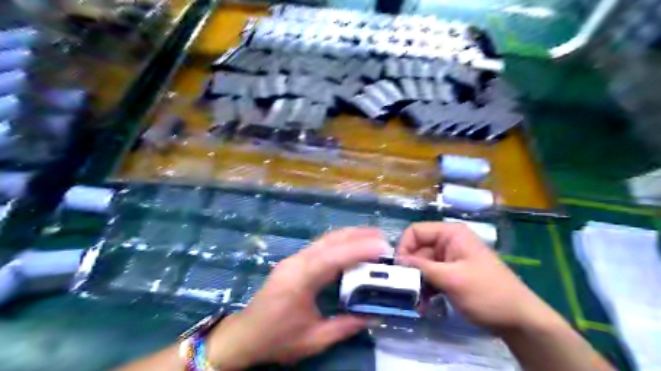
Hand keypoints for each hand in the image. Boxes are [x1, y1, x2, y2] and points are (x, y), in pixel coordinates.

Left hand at [207, 227, 387, 369]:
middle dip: (357, 235)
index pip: (333, 257)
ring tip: (372, 237)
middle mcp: (296, 262)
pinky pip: (320, 246)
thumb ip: (345, 327)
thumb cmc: (277, 338)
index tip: (381, 247)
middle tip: (382, 237)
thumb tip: (372, 316)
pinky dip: (339, 243)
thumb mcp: (313, 340)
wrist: (244, 335)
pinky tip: (351, 247)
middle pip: (330, 240)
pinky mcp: (293, 261)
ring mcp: (293, 259)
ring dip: (349, 236)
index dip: (358, 250)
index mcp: (300, 280)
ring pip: (325, 240)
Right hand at [398, 222, 556, 331]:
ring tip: (417, 302)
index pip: (416, 231)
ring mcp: (449, 259)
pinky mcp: (451, 274)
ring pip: (421, 265)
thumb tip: (396, 260)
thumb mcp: (451, 279)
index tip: (398, 269)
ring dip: (416, 282)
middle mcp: (448, 242)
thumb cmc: (487, 292)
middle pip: (417, 249)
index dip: (404, 247)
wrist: (519, 319)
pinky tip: (425, 304)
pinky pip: (430, 276)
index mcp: (450, 234)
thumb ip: (422, 267)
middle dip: (410, 270)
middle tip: (405, 290)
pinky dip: (425, 288)